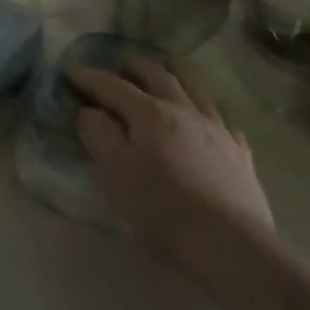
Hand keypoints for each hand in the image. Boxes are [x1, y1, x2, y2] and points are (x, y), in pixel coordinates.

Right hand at [67, 54, 275, 277]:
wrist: (231, 246)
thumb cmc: (162, 210)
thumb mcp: (115, 174)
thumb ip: (98, 136)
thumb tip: (89, 112)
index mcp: (150, 114)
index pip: (112, 86)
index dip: (88, 76)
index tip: (69, 67)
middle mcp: (184, 111)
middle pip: (158, 74)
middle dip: (134, 65)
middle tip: (120, 63)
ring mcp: (217, 129)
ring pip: (195, 86)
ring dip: (175, 72)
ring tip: (165, 69)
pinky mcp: (240, 152)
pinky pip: (223, 117)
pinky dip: (207, 107)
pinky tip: (207, 115)